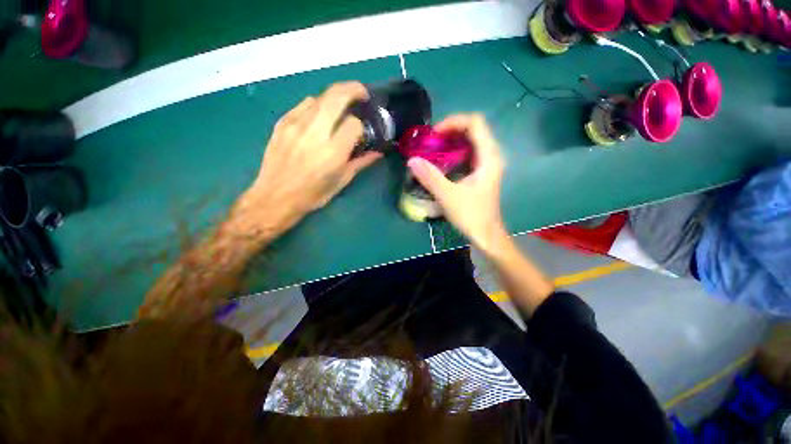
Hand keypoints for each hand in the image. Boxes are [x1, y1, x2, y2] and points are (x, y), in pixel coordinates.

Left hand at [236, 82, 381, 234]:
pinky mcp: (282, 123)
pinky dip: (316, 106)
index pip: (354, 124)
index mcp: (333, 152)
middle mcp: (315, 133)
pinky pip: (303, 105)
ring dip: (334, 98)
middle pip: (337, 96)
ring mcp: (295, 125)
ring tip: (339, 108)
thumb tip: (377, 152)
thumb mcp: (341, 181)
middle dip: (354, 89)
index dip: (362, 126)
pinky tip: (319, 117)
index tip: (362, 133)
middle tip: (362, 93)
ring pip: (320, 97)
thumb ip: (361, 162)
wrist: (275, 197)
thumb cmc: (313, 194)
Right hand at [407, 114, 507, 254]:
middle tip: (431, 141)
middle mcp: (491, 156)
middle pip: (474, 130)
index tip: (434, 134)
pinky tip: (442, 161)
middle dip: (451, 131)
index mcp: (488, 157)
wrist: (486, 235)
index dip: (454, 122)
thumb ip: (430, 177)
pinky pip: (469, 154)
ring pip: (471, 141)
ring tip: (433, 149)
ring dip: (452, 141)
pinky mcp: (481, 173)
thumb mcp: (448, 196)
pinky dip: (454, 152)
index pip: (475, 123)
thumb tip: (411, 160)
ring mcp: (487, 165)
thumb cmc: (471, 216)